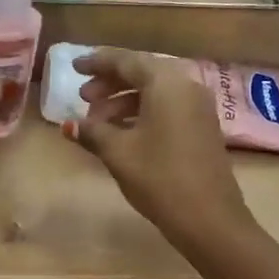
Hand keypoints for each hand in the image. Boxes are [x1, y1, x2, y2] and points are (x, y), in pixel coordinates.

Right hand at [65, 48, 254, 250]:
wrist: (208, 217)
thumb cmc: (159, 178)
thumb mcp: (119, 153)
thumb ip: (93, 133)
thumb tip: (69, 125)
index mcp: (166, 83)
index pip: (126, 61)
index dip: (97, 62)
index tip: (74, 67)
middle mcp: (187, 87)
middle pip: (143, 74)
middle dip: (110, 84)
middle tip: (83, 98)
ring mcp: (199, 109)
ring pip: (156, 94)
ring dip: (125, 102)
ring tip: (98, 123)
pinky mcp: (203, 129)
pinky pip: (168, 109)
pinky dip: (143, 114)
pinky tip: (124, 134)